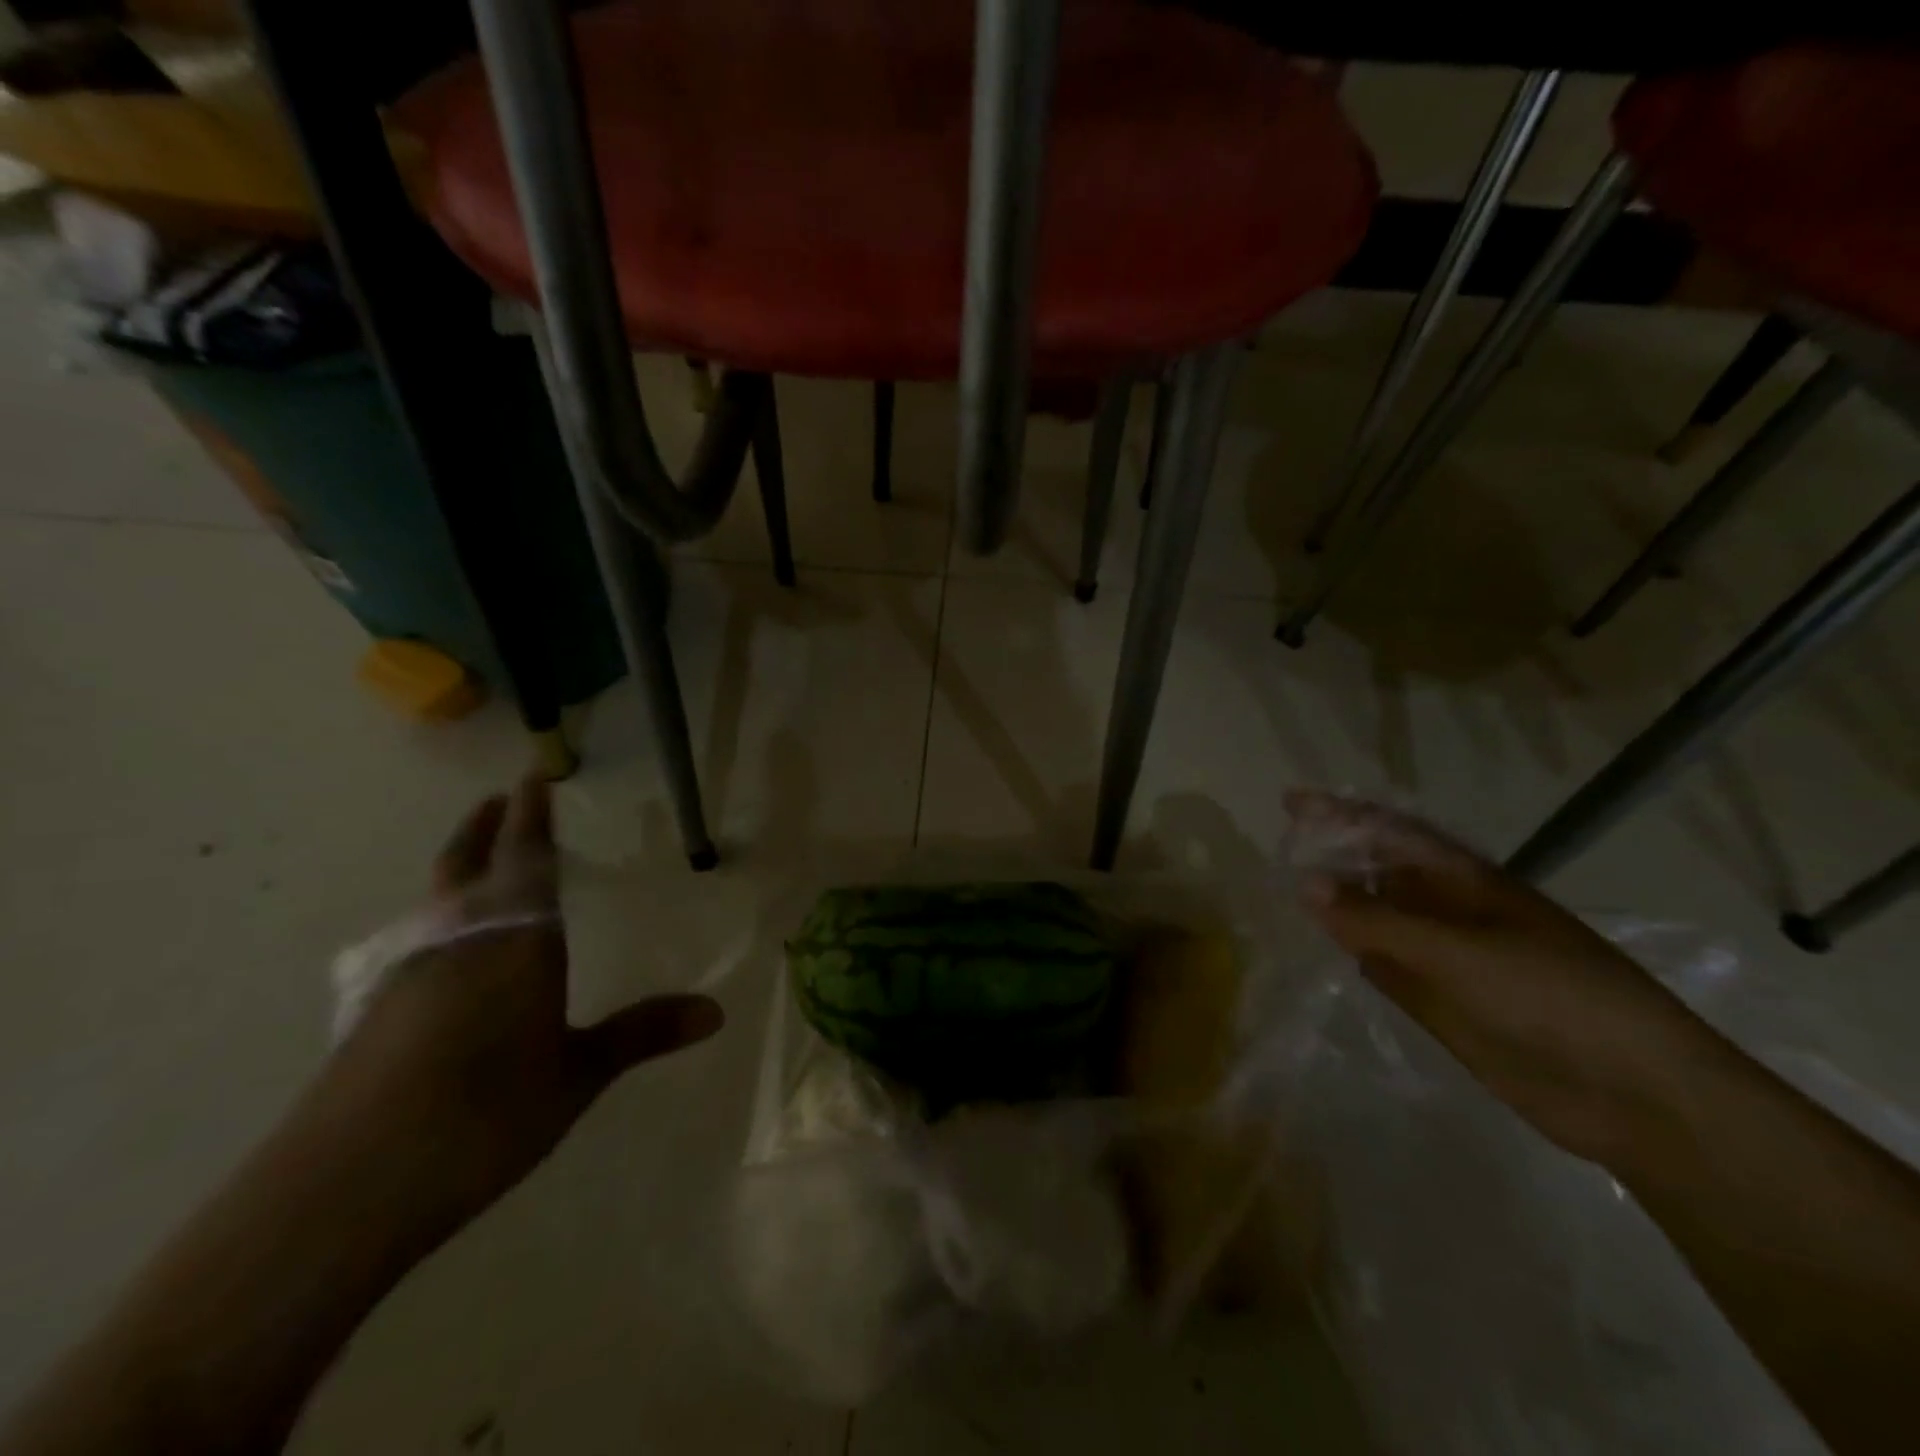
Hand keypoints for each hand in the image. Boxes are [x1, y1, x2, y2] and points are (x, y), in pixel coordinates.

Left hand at [306, 778, 724, 1232]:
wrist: (343, 1187)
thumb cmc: (484, 1115)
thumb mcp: (577, 1075)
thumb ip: (641, 1033)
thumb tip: (717, 1010)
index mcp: (514, 940)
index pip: (525, 859)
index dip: (531, 815)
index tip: (532, 777)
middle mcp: (457, 940)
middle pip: (466, 865)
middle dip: (483, 828)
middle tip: (496, 799)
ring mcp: (406, 974)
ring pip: (436, 902)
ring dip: (459, 870)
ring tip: (479, 864)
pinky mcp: (374, 1012)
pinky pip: (418, 941)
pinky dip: (441, 920)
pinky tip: (448, 951)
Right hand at [1286, 791, 1733, 1168]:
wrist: (1637, 1096)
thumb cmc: (1555, 999)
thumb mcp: (1460, 952)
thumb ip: (1378, 920)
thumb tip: (1304, 884)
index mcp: (1467, 883)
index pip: (1392, 833)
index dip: (1341, 814)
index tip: (1291, 802)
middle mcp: (1451, 913)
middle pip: (1381, 873)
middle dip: (1332, 857)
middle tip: (1278, 851)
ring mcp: (1446, 960)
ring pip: (1379, 920)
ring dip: (1338, 906)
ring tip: (1285, 893)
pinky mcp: (1442, 1004)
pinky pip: (1386, 967)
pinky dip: (1355, 954)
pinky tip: (1325, 949)